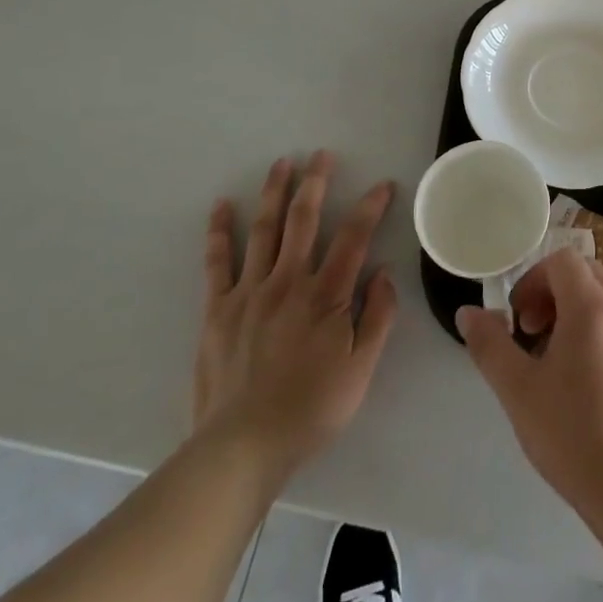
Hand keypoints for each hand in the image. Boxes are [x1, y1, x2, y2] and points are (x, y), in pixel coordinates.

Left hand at [191, 153, 397, 476]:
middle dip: (316, 183)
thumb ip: (377, 317)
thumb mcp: (361, 369)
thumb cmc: (311, 409)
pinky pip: (218, 262)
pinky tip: (221, 206)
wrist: (243, 447)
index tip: (383, 185)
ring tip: (281, 163)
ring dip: (274, 192)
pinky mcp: (217, 309)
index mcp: (326, 296)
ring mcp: (249, 292)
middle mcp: (288, 282)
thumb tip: (385, 272)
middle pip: (304, 220)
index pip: (354, 238)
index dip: (370, 207)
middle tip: (322, 154)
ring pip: (264, 230)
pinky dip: (219, 231)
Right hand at [456, 250, 602, 518]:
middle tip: (532, 334)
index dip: (532, 280)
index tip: (518, 320)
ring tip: (554, 361)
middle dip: (552, 292)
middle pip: (585, 273)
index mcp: (592, 308)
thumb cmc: (573, 436)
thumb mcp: (518, 391)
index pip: (562, 260)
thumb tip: (468, 313)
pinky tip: (584, 383)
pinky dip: (597, 332)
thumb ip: (489, 345)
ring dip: (574, 312)